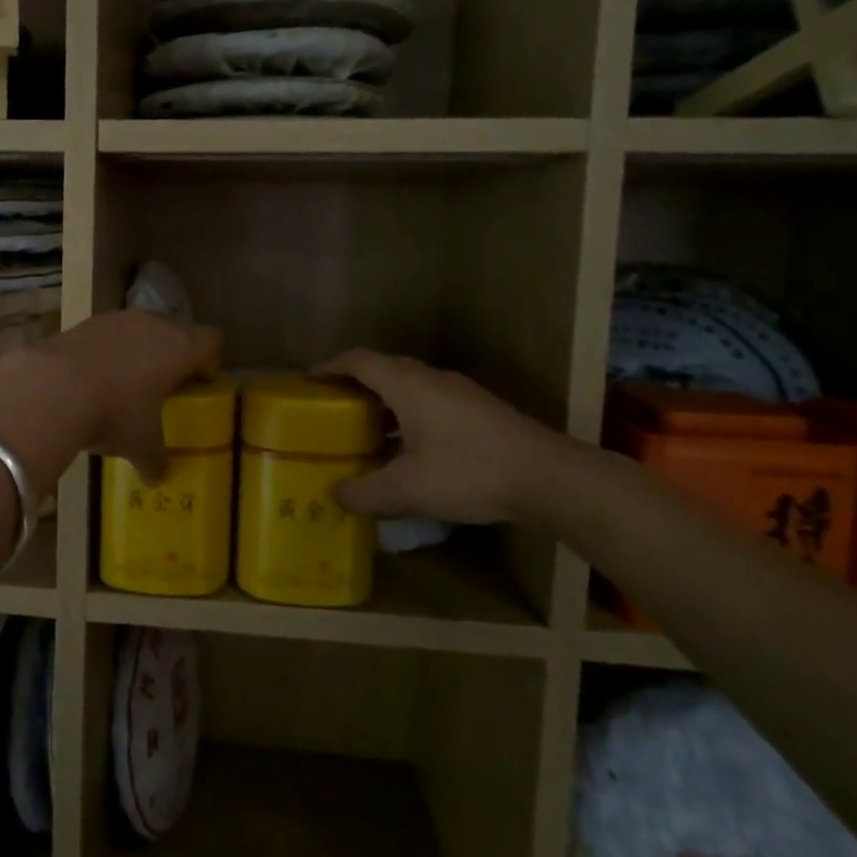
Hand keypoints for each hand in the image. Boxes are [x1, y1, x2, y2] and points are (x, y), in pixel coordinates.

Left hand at [0, 311, 220, 490]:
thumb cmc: (114, 414)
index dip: (210, 361)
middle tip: (163, 387)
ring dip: (135, 352)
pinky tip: (90, 382)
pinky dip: (104, 354)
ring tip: (123, 386)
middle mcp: (151, 324)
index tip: (201, 383)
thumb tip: (158, 478)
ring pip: (136, 331)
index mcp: (178, 348)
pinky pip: (104, 337)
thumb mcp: (141, 445)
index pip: (210, 341)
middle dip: (171, 356)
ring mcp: (114, 320)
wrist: (51, 388)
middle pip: (173, 331)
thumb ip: (155, 460)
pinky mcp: (81, 324)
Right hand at [314, 351, 578, 524]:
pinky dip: (407, 415)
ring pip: (410, 386)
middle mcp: (432, 379)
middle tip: (331, 409)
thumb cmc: (469, 472)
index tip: (308, 382)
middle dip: (354, 385)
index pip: (358, 361)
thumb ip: (365, 492)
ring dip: (383, 403)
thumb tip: (334, 495)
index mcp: (407, 385)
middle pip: (383, 368)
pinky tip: (408, 449)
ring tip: (365, 432)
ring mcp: (460, 393)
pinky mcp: (479, 410)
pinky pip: (430, 401)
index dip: (329, 367)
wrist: (549, 477)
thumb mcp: (407, 489)